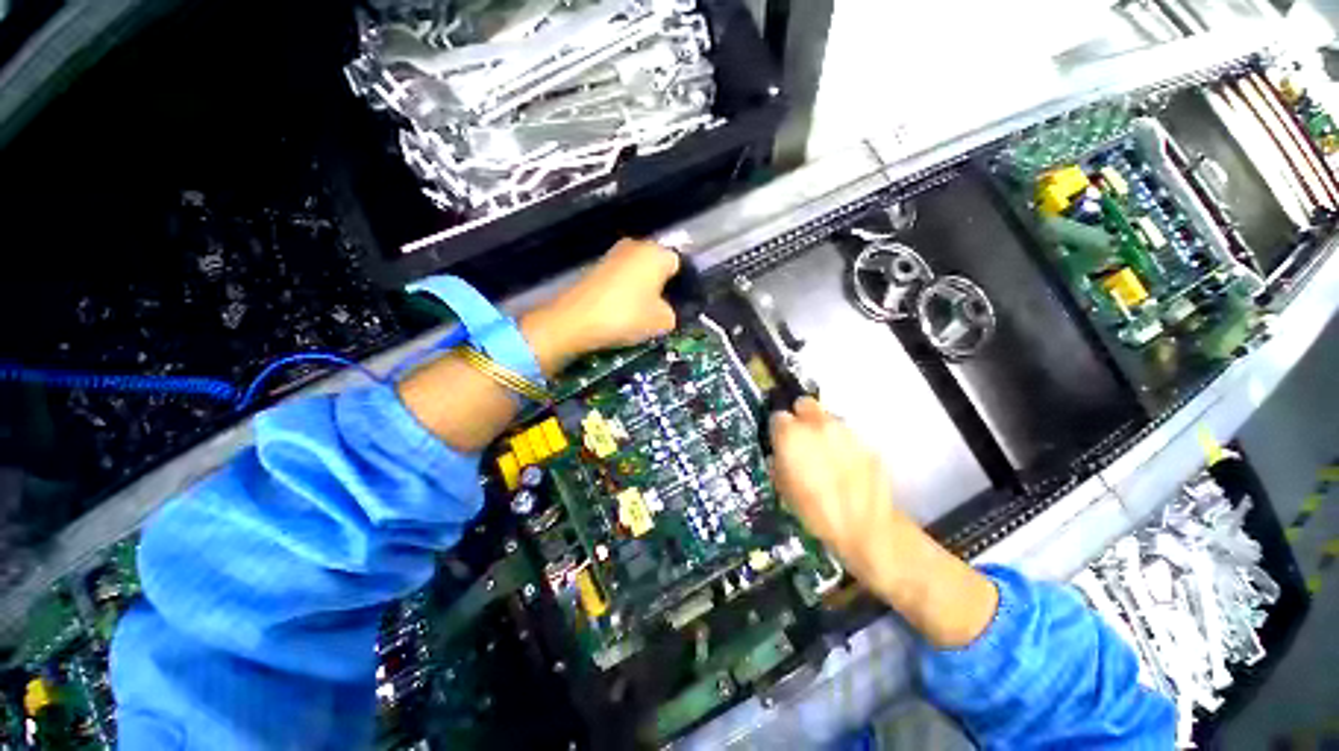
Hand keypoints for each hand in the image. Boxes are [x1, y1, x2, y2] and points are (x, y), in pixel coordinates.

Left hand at [521, 240, 679, 374]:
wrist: (575, 320)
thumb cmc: (626, 315)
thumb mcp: (662, 322)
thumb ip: (673, 314)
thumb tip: (667, 312)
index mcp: (656, 252)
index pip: (680, 265)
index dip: (682, 287)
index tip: (679, 307)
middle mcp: (635, 245)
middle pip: (657, 267)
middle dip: (661, 287)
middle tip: (661, 312)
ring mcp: (612, 254)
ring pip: (638, 273)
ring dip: (642, 290)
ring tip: (641, 314)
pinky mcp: (595, 267)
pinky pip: (621, 278)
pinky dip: (624, 292)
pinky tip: (622, 311)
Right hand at [769, 397, 910, 586]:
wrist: (863, 527)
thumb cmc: (813, 510)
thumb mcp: (782, 487)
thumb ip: (778, 460)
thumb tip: (780, 452)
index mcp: (791, 434)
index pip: (777, 416)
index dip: (778, 429)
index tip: (780, 441)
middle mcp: (817, 424)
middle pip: (804, 404)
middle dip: (800, 417)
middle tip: (801, 438)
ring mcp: (844, 430)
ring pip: (827, 418)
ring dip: (822, 430)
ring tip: (826, 455)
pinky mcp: (865, 441)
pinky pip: (847, 436)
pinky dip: (842, 444)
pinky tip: (845, 466)